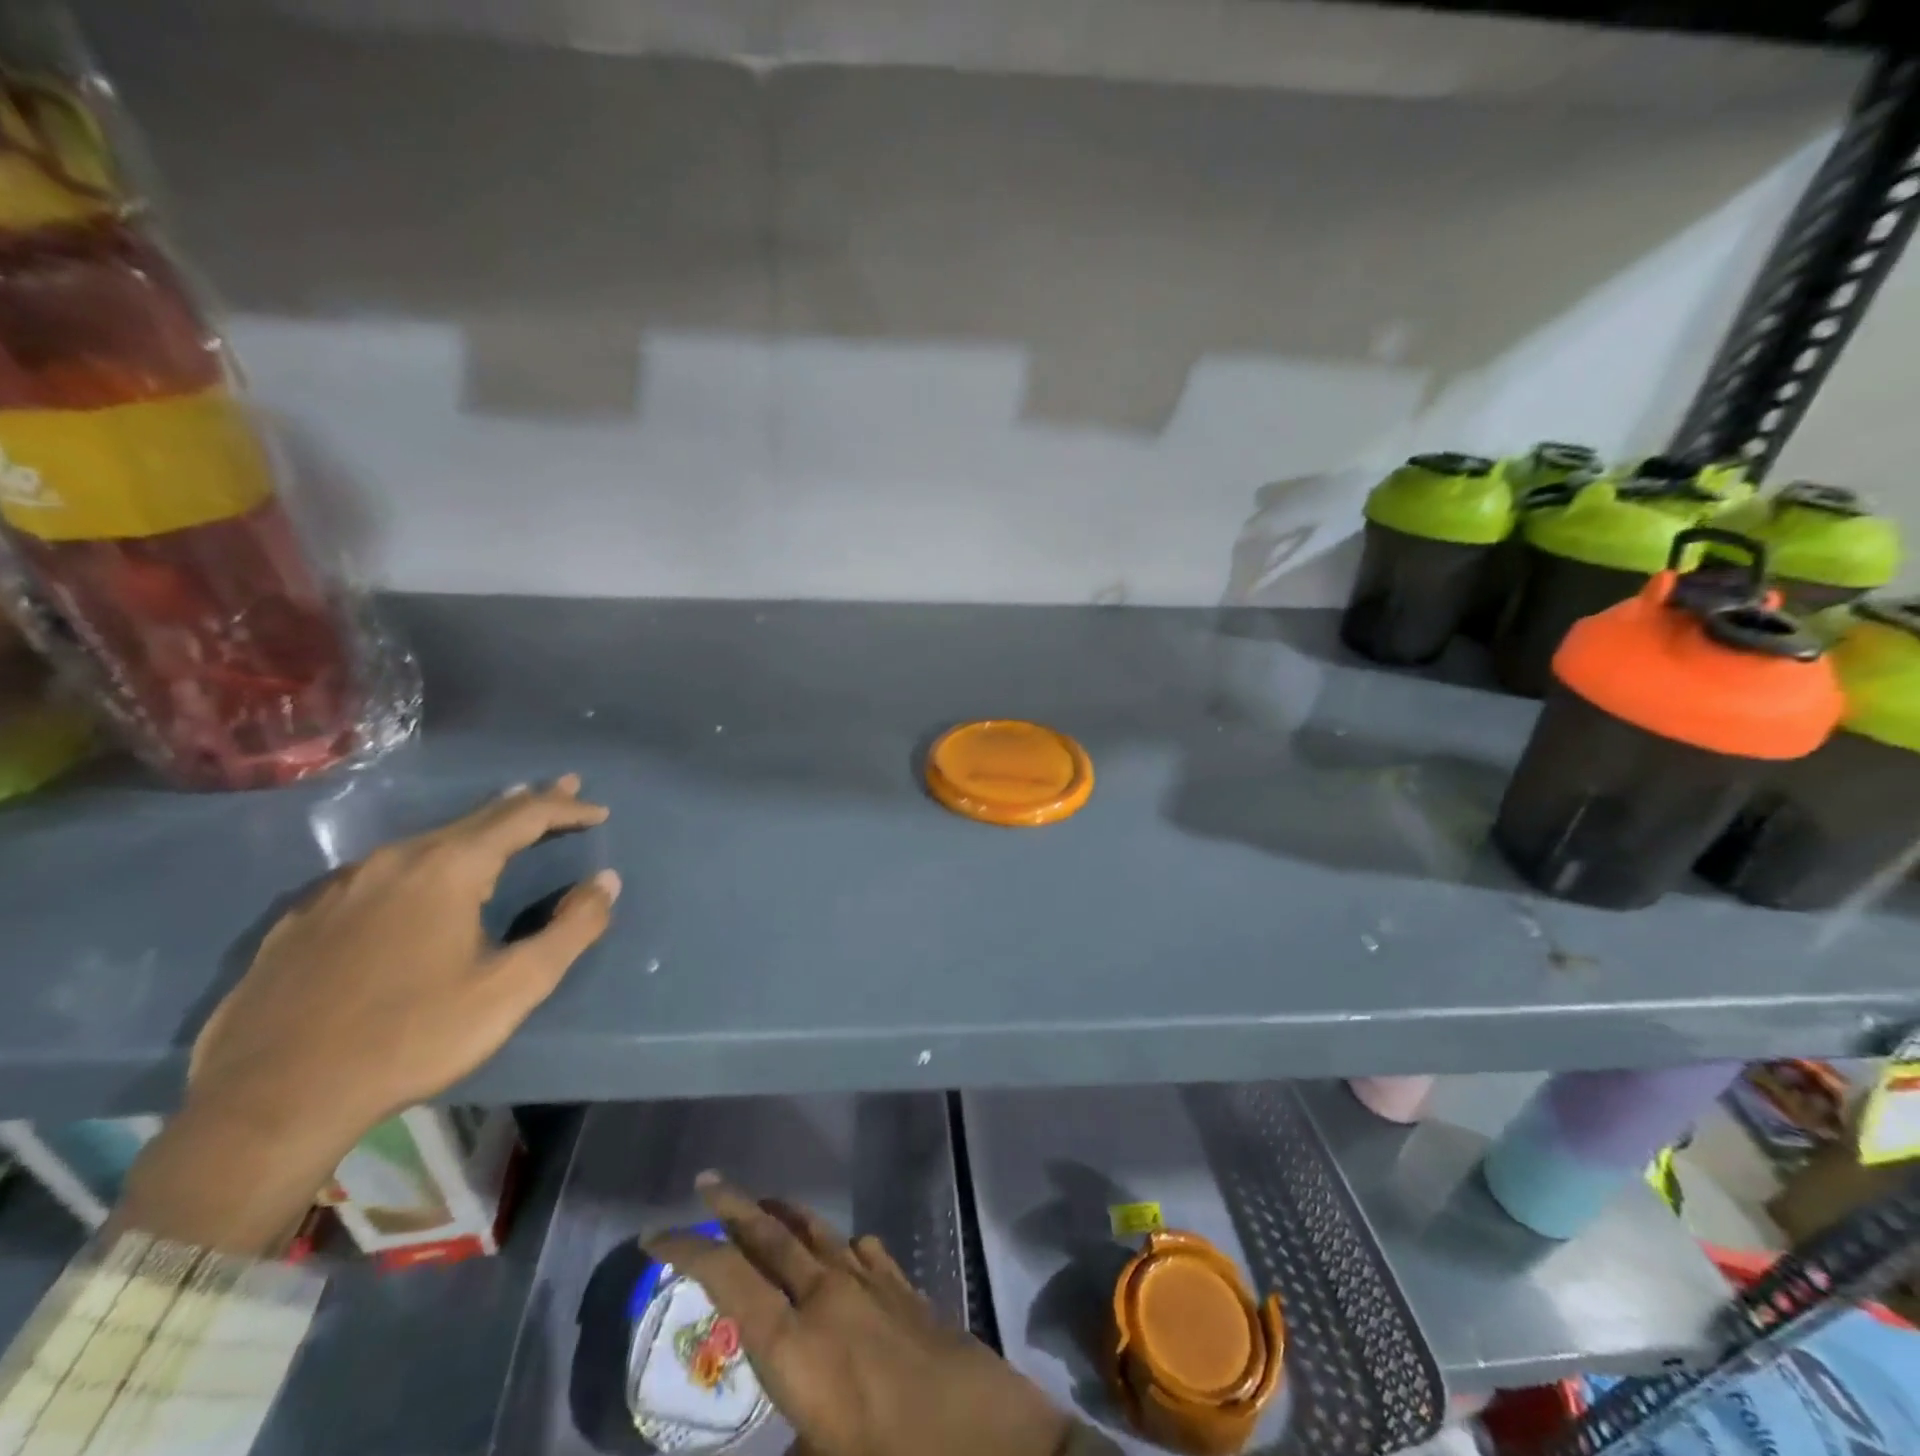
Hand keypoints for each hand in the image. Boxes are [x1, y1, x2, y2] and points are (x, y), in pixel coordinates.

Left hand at [189, 775, 618, 1143]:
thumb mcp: (513, 988)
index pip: (522, 817)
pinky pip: (381, 872)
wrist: (270, 1101)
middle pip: (475, 817)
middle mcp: (394, 861)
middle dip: (527, 803)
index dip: (566, 808)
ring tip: (503, 825)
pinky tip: (420, 882)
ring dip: (476, 830)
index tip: (599, 812)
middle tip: (564, 787)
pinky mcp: (304, 919)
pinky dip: (424, 861)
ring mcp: (341, 887)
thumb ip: (572, 929)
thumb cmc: (411, 1037)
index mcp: (448, 869)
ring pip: (425, 841)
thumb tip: (606, 882)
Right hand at [647, 1174, 1072, 1455]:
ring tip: (764, 1206)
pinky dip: (840, 1243)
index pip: (730, 1280)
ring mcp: (874, 1285)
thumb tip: (774, 1440)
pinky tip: (842, 1249)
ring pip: (817, 1233)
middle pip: (771, 1237)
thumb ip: (786, 1445)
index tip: (656, 1233)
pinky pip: (863, 1250)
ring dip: (786, 1216)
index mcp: (797, 1346)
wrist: (996, 1441)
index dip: (689, 1250)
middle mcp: (829, 1298)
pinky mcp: (907, 1288)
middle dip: (735, 1206)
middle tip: (707, 1181)